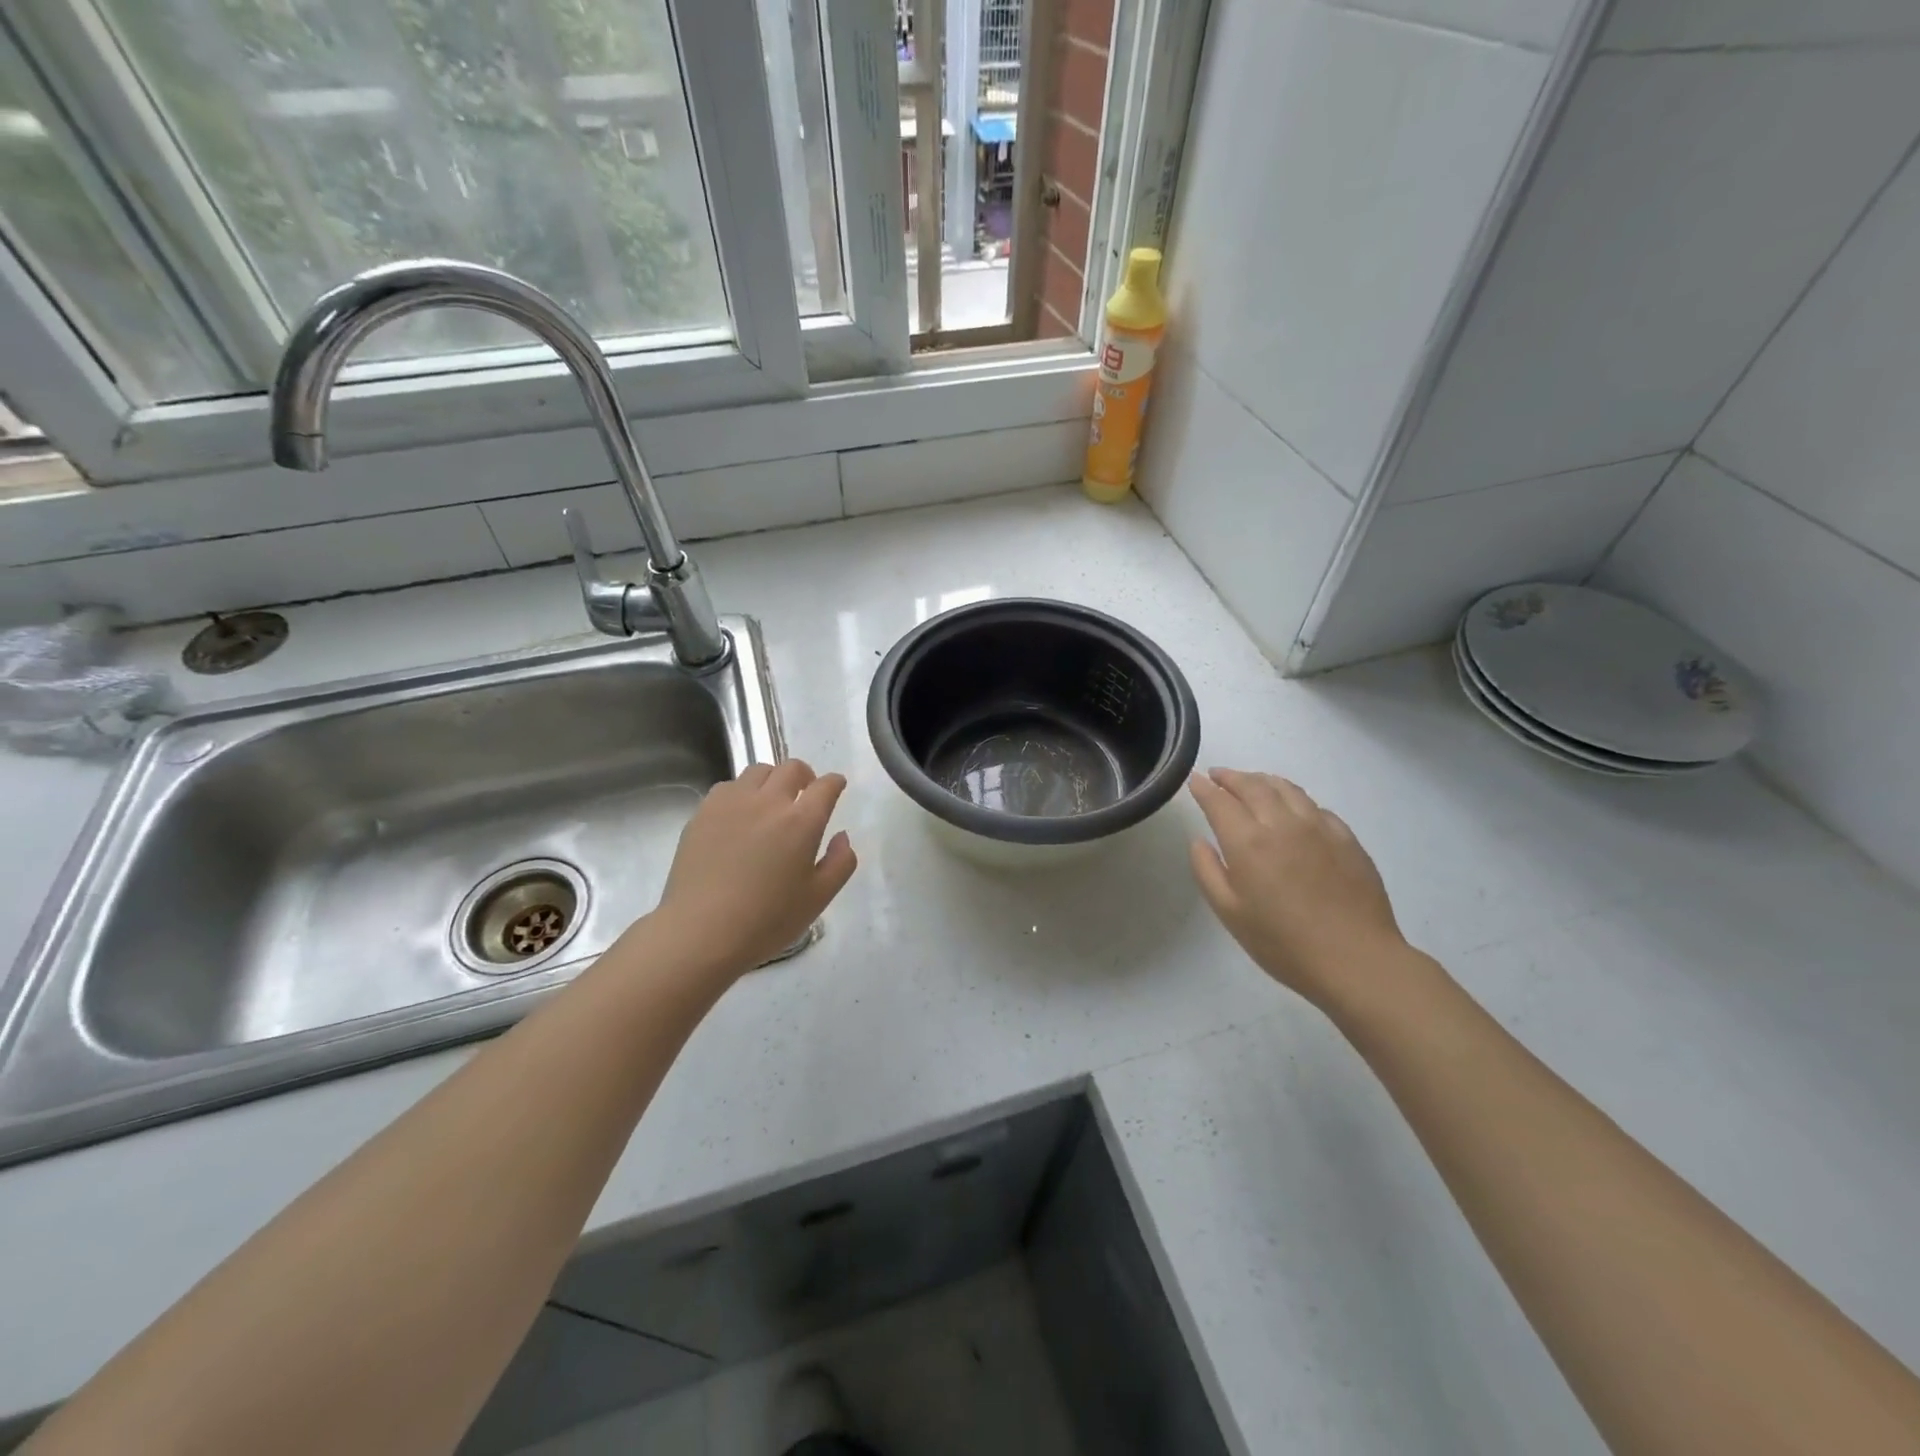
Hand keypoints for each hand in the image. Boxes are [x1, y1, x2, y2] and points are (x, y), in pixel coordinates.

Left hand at [650, 759, 857, 979]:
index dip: (834, 783)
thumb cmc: (767, 920)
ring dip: (772, 780)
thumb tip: (841, 836)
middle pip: (791, 768)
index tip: (836, 787)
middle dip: (805, 775)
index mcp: (802, 822)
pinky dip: (741, 792)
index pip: (825, 786)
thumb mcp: (818, 898)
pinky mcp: (703, 812)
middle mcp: (768, 801)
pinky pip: (728, 787)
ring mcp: (732, 803)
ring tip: (770, 802)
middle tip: (805, 793)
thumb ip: (840, 862)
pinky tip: (739, 816)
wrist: (701, 931)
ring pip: (758, 771)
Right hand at [1188, 769, 1413, 1013]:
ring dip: (1262, 780)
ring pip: (1286, 788)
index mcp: (1248, 841)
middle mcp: (1282, 823)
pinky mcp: (1346, 838)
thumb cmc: (1283, 943)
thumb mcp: (1230, 913)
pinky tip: (1293, 809)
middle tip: (1218, 775)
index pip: (1219, 801)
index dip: (1203, 787)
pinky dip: (1294, 799)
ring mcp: (1319, 827)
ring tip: (1252, 783)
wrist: (1356, 960)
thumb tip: (1199, 840)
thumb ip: (1207, 870)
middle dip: (1231, 777)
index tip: (1194, 779)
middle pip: (1253, 785)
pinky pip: (1314, 806)